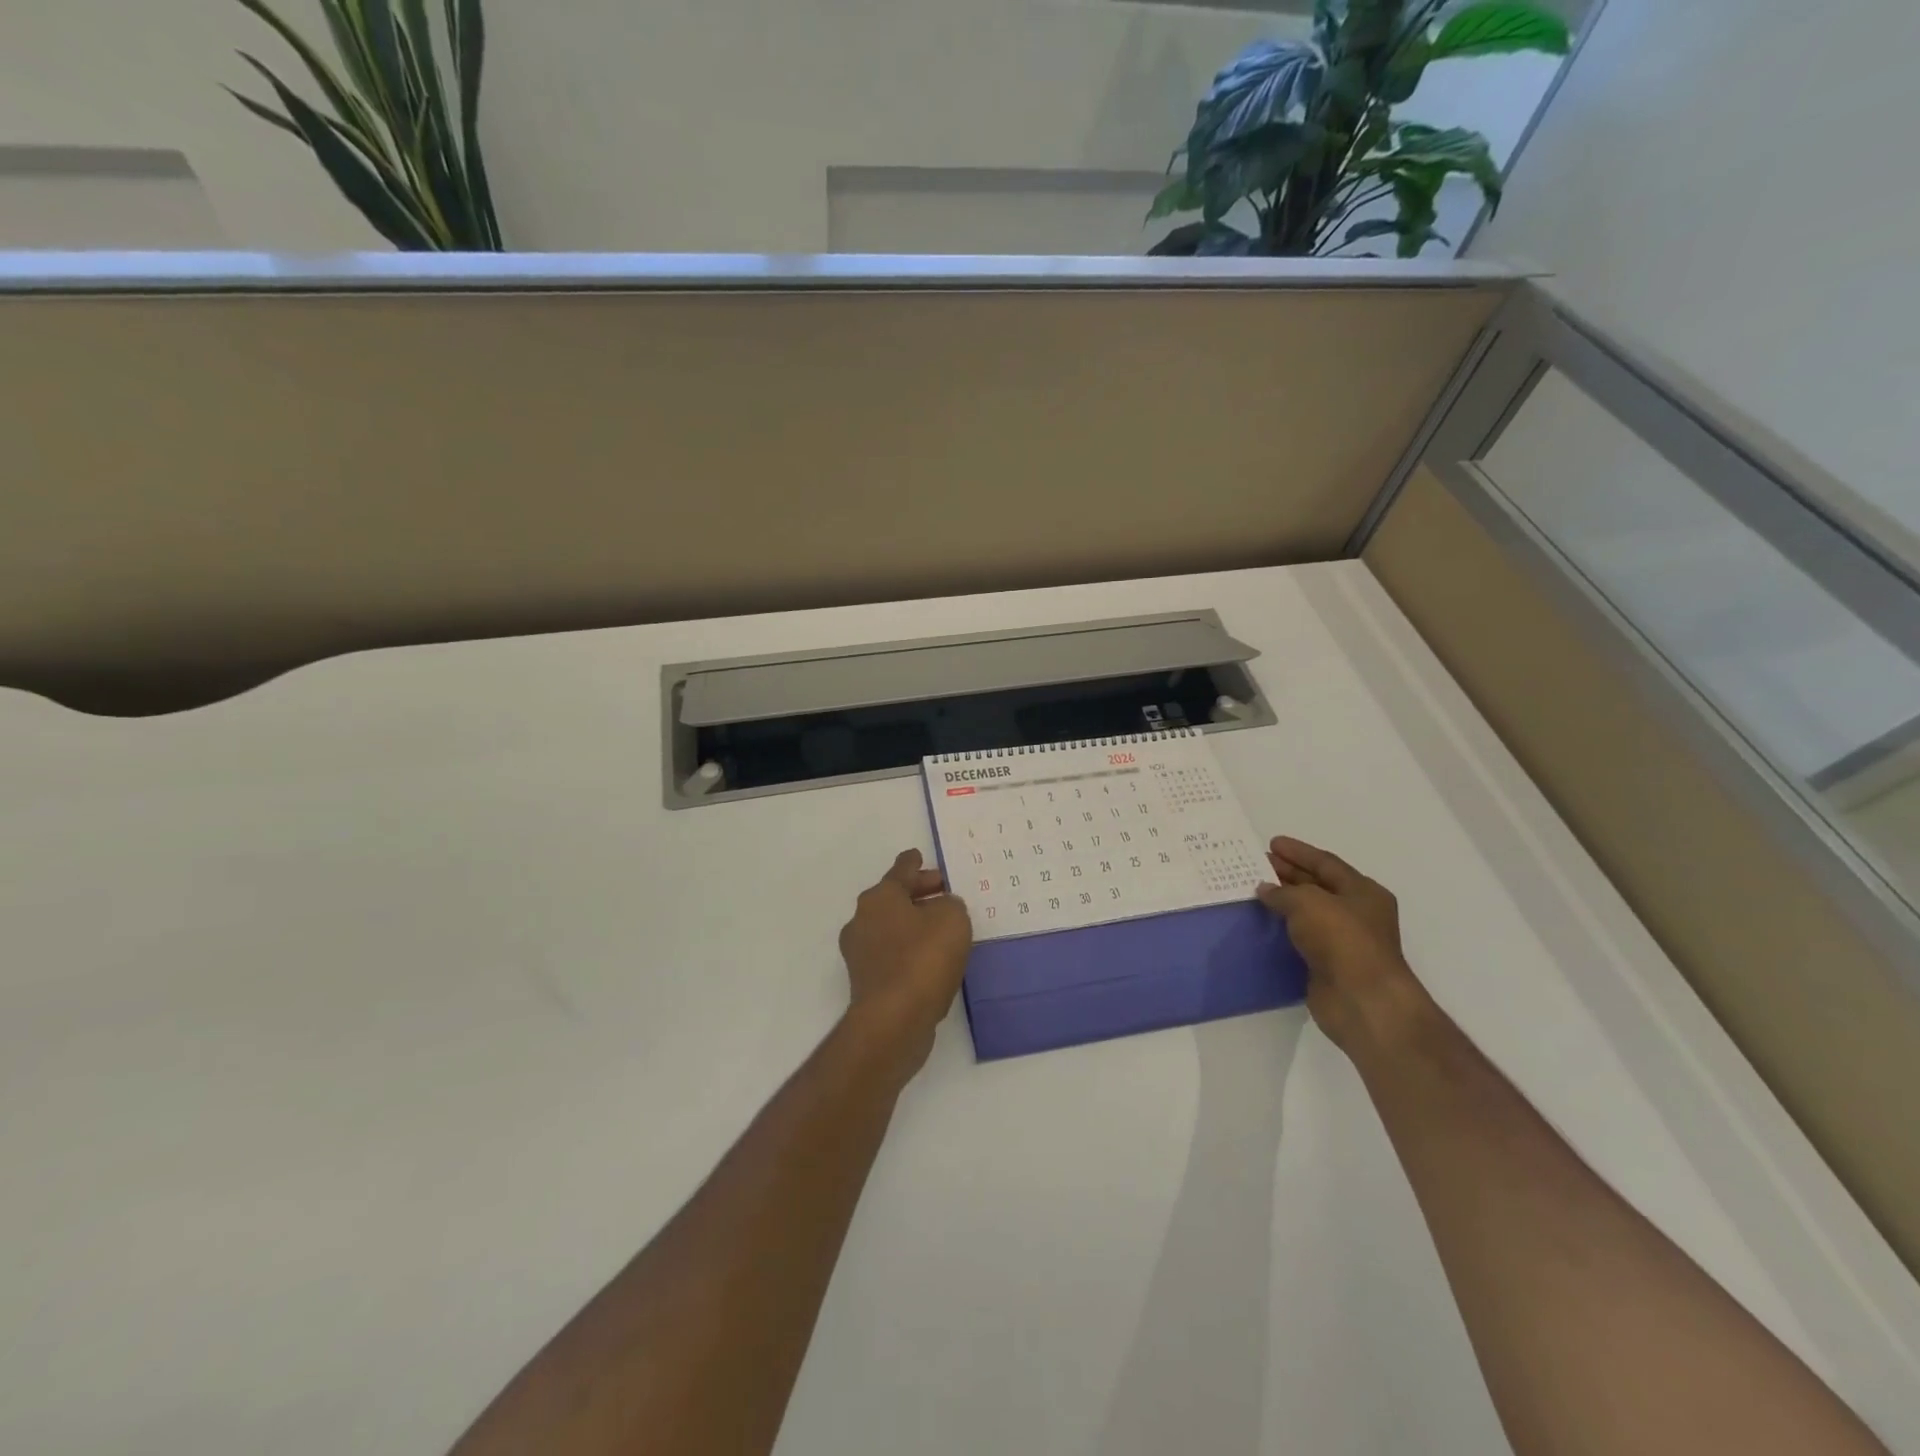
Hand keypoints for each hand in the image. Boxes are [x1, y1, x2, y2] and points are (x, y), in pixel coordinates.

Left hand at [837, 850, 973, 1075]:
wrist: (893, 1020)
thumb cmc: (923, 959)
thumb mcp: (952, 919)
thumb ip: (950, 905)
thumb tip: (942, 909)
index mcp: (880, 896)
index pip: (901, 869)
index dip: (915, 863)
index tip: (920, 857)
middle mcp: (863, 919)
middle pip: (894, 897)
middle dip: (919, 894)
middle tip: (945, 895)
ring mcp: (860, 952)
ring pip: (892, 926)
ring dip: (915, 924)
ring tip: (944, 931)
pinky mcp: (866, 981)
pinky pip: (892, 954)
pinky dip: (910, 950)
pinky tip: (932, 961)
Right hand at [1256, 836, 1432, 1059]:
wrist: (1362, 1000)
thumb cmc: (1342, 940)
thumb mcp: (1308, 902)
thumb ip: (1282, 892)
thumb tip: (1264, 889)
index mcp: (1362, 891)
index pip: (1326, 863)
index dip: (1298, 852)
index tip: (1272, 843)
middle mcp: (1356, 913)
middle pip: (1317, 885)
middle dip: (1288, 873)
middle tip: (1258, 864)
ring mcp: (1344, 940)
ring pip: (1308, 912)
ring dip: (1283, 901)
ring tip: (1254, 890)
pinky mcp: (1328, 964)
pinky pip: (1301, 937)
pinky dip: (1283, 928)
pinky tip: (1262, 923)